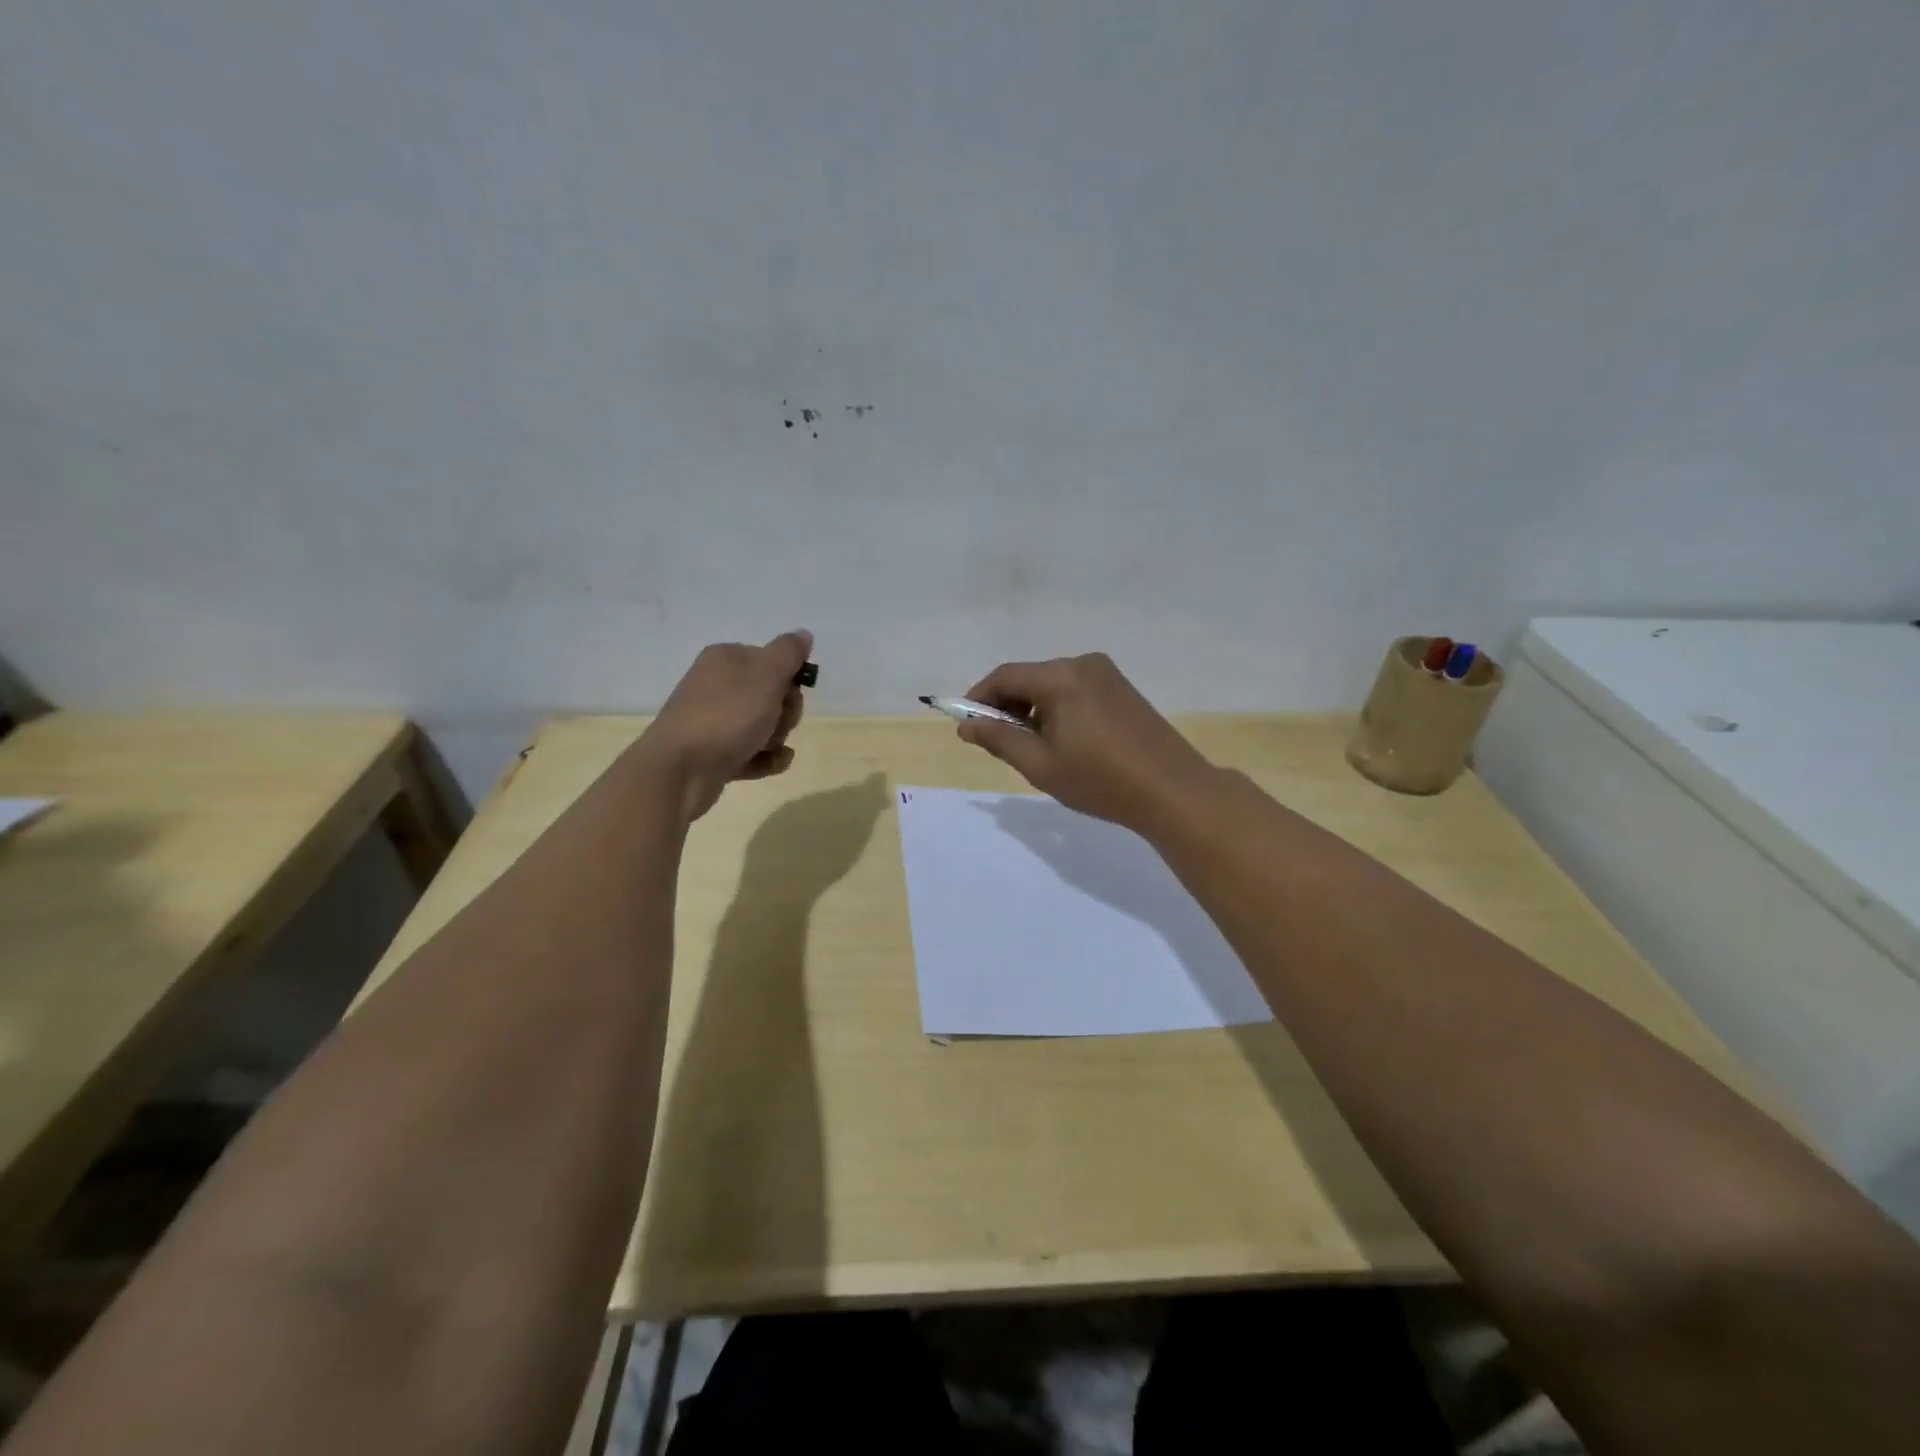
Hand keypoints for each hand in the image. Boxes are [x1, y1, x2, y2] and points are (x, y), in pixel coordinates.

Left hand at [634, 631, 811, 820]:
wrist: (681, 769)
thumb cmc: (727, 715)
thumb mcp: (766, 675)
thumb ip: (788, 652)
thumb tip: (802, 634)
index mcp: (726, 659)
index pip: (772, 660)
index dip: (789, 679)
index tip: (788, 693)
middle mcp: (717, 685)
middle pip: (771, 695)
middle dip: (784, 712)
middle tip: (775, 722)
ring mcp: (714, 721)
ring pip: (764, 725)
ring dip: (775, 737)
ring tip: (764, 746)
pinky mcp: (715, 753)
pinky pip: (753, 752)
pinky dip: (766, 758)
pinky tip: (771, 762)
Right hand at [956, 653, 1222, 833]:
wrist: (1172, 790)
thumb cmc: (1100, 780)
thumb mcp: (1041, 765)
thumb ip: (999, 740)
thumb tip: (966, 726)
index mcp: (1061, 677)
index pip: (1004, 677)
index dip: (978, 699)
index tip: (966, 726)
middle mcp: (1083, 664)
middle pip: (1029, 677)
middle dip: (1006, 706)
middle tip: (997, 742)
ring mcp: (1107, 674)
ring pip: (1052, 684)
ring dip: (1033, 708)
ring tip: (1032, 747)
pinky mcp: (1122, 689)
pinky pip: (1075, 690)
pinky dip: (1057, 709)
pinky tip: (1063, 740)